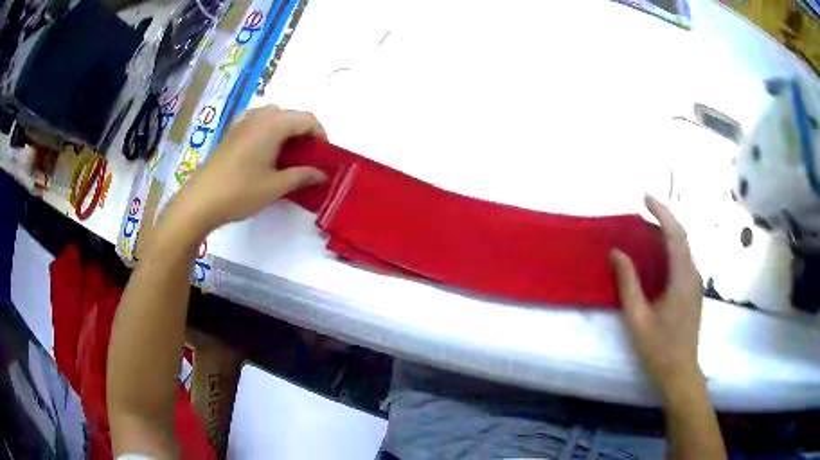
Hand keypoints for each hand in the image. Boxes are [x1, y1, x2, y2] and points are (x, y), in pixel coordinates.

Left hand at [171, 105, 327, 235]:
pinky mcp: (232, 132)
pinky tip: (265, 152)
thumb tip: (323, 174)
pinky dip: (269, 131)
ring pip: (274, 117)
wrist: (200, 200)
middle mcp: (259, 116)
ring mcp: (243, 122)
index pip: (307, 119)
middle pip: (291, 115)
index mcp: (273, 124)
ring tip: (287, 155)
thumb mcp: (276, 186)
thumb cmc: (240, 191)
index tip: (323, 155)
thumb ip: (302, 176)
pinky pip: (258, 122)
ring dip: (286, 131)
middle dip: (304, 133)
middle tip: (307, 157)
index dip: (320, 134)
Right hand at [610, 195, 704, 398]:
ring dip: (667, 233)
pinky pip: (682, 260)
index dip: (661, 212)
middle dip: (664, 218)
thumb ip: (628, 284)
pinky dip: (670, 248)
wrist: (680, 373)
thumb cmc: (658, 348)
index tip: (644, 198)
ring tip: (646, 228)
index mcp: (681, 278)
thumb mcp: (637, 318)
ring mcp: (695, 283)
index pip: (675, 234)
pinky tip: (657, 255)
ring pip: (683, 248)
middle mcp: (692, 275)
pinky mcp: (693, 291)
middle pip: (681, 237)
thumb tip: (617, 252)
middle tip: (643, 209)